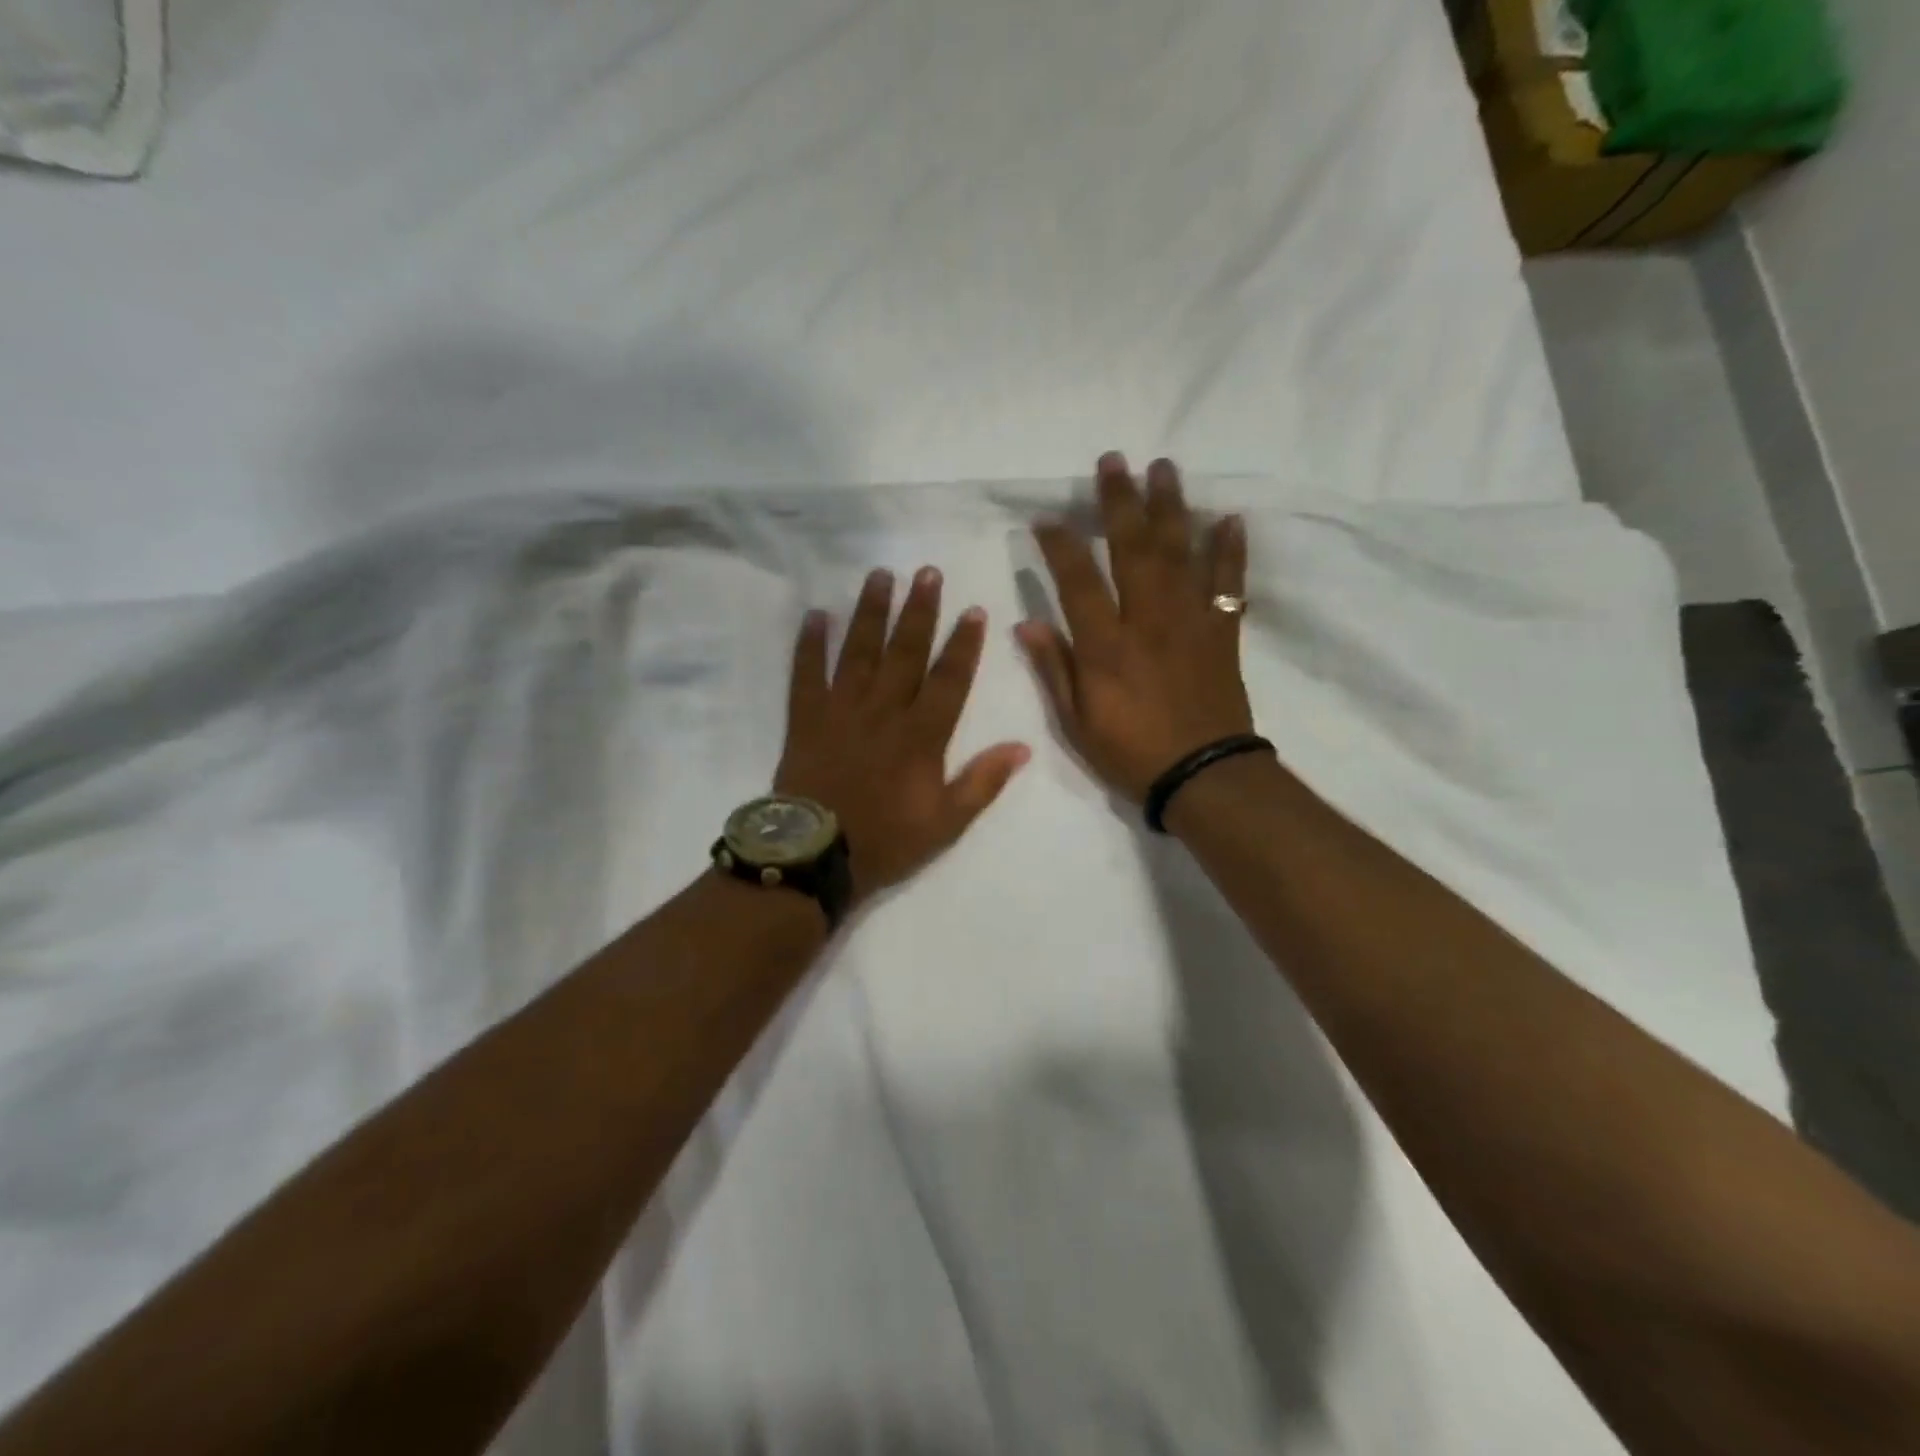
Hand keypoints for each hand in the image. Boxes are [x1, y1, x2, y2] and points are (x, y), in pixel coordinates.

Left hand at [776, 566, 1030, 907]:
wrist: (815, 854)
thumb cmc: (886, 840)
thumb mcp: (946, 823)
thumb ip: (983, 782)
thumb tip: (1023, 747)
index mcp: (921, 735)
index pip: (949, 679)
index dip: (963, 644)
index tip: (973, 609)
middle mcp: (883, 710)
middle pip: (905, 652)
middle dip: (919, 611)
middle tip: (927, 572)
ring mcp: (841, 710)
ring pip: (859, 651)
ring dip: (871, 612)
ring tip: (880, 576)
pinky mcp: (806, 718)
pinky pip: (806, 673)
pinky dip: (810, 644)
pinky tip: (817, 614)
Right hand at [1017, 453, 1255, 802]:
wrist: (1203, 776)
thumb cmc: (1131, 753)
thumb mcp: (1076, 722)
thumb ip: (1054, 669)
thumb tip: (1025, 624)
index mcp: (1107, 646)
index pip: (1078, 580)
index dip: (1060, 545)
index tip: (1047, 518)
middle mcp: (1149, 621)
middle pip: (1133, 549)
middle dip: (1120, 502)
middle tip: (1114, 461)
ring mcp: (1190, 622)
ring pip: (1181, 553)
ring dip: (1171, 507)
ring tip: (1164, 468)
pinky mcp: (1222, 632)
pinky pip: (1228, 584)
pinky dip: (1230, 551)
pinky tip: (1228, 519)